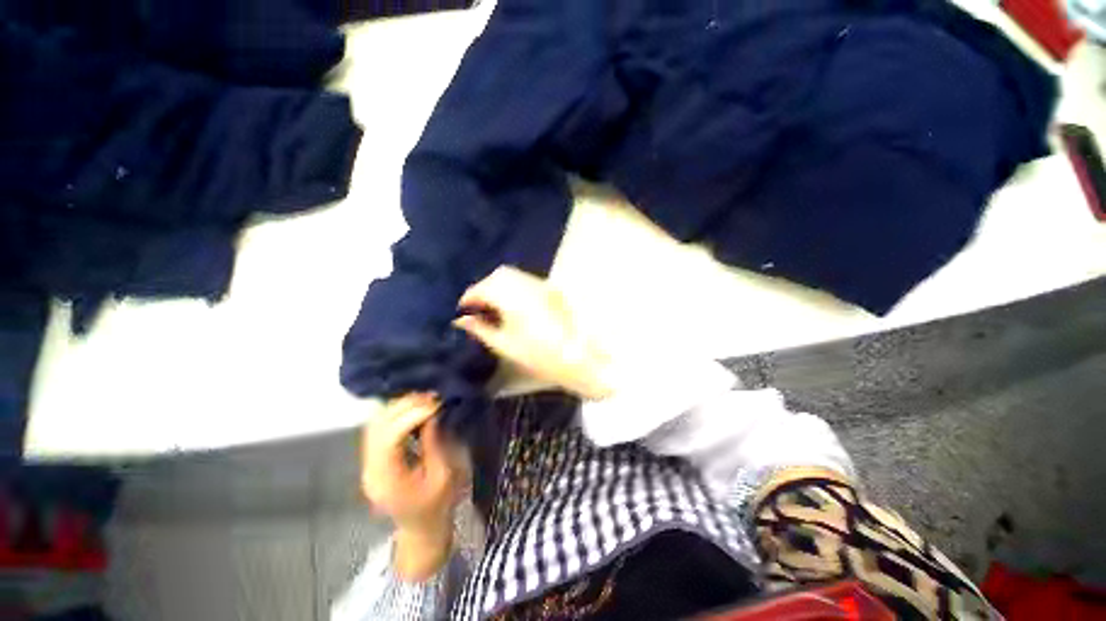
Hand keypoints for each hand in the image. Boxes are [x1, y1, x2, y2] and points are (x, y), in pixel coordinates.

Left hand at [362, 394, 464, 578]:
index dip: (411, 416)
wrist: (421, 527)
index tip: (435, 404)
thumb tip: (433, 413)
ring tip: (425, 398)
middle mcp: (370, 469)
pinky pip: (378, 426)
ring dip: (399, 406)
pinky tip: (413, 406)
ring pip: (375, 423)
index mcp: (387, 481)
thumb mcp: (444, 476)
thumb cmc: (437, 504)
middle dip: (405, 406)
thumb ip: (435, 444)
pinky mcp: (373, 457)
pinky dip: (395, 412)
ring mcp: (368, 462)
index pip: (389, 439)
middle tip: (432, 396)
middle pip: (377, 427)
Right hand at [453, 266, 614, 399]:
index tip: (461, 310)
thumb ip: (480, 329)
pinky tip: (513, 303)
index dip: (468, 298)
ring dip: (499, 285)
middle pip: (499, 275)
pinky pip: (527, 281)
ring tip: (493, 305)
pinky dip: (515, 287)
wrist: (580, 358)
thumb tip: (461, 320)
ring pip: (514, 275)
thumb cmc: (540, 356)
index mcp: (513, 297)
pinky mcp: (552, 290)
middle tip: (477, 306)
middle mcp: (527, 284)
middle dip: (484, 287)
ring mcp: (542, 285)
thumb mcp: (505, 345)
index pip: (483, 288)